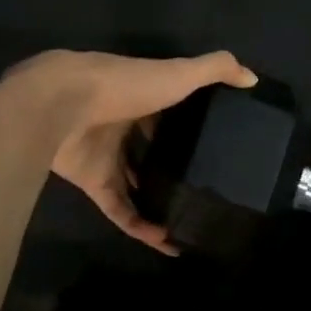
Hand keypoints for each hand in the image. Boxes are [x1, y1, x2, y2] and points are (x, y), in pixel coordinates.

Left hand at [0, 49, 257, 253]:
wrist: (58, 105)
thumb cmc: (122, 85)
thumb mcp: (178, 73)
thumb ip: (215, 70)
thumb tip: (252, 78)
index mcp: (142, 95)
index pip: (170, 111)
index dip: (191, 125)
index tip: (218, 144)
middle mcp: (123, 125)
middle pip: (152, 149)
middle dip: (174, 166)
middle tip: (208, 187)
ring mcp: (106, 155)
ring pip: (136, 182)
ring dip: (160, 201)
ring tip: (192, 219)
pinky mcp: (92, 182)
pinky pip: (120, 208)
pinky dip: (141, 226)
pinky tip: (167, 241)